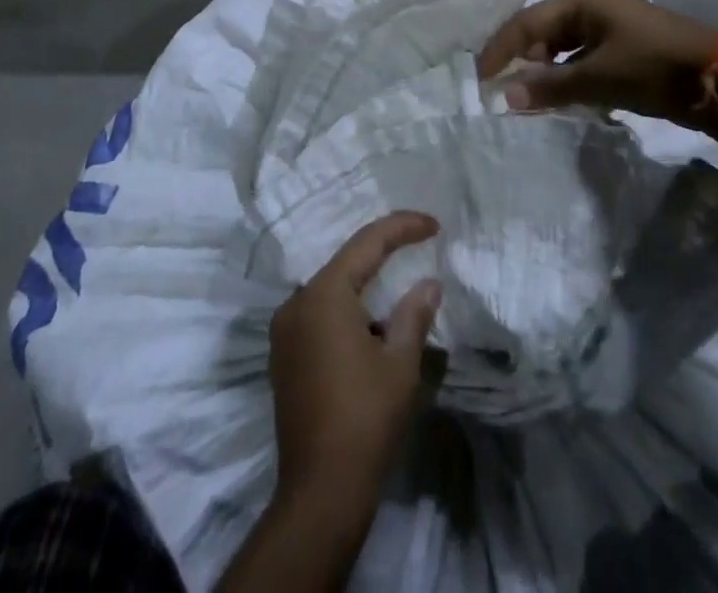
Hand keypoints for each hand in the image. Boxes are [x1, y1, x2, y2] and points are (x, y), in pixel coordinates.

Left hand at [267, 212, 442, 511]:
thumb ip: (414, 314)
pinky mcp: (283, 356)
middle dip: (383, 253)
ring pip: (332, 289)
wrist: (320, 493)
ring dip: (365, 285)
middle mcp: (297, 303)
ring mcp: (285, 331)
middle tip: (419, 245)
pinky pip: (319, 314)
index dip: (402, 228)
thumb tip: (428, 284)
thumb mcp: (400, 363)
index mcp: (324, 295)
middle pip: (346, 263)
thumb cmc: (365, 419)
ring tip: (401, 284)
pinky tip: (372, 324)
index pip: (367, 243)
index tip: (433, 225)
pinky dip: (348, 309)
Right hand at [477, 0, 717, 127]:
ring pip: (563, 49)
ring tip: (526, 98)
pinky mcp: (625, 51)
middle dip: (522, 60)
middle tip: (501, 90)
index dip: (501, 48)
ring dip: (545, 72)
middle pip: (543, 32)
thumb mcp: (598, 77)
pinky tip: (561, 99)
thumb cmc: (653, 66)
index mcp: (582, 1)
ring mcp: (610, 29)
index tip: (481, 78)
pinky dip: (568, 79)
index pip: (527, 21)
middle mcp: (593, 8)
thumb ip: (550, 86)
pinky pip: (583, 62)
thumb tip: (504, 97)